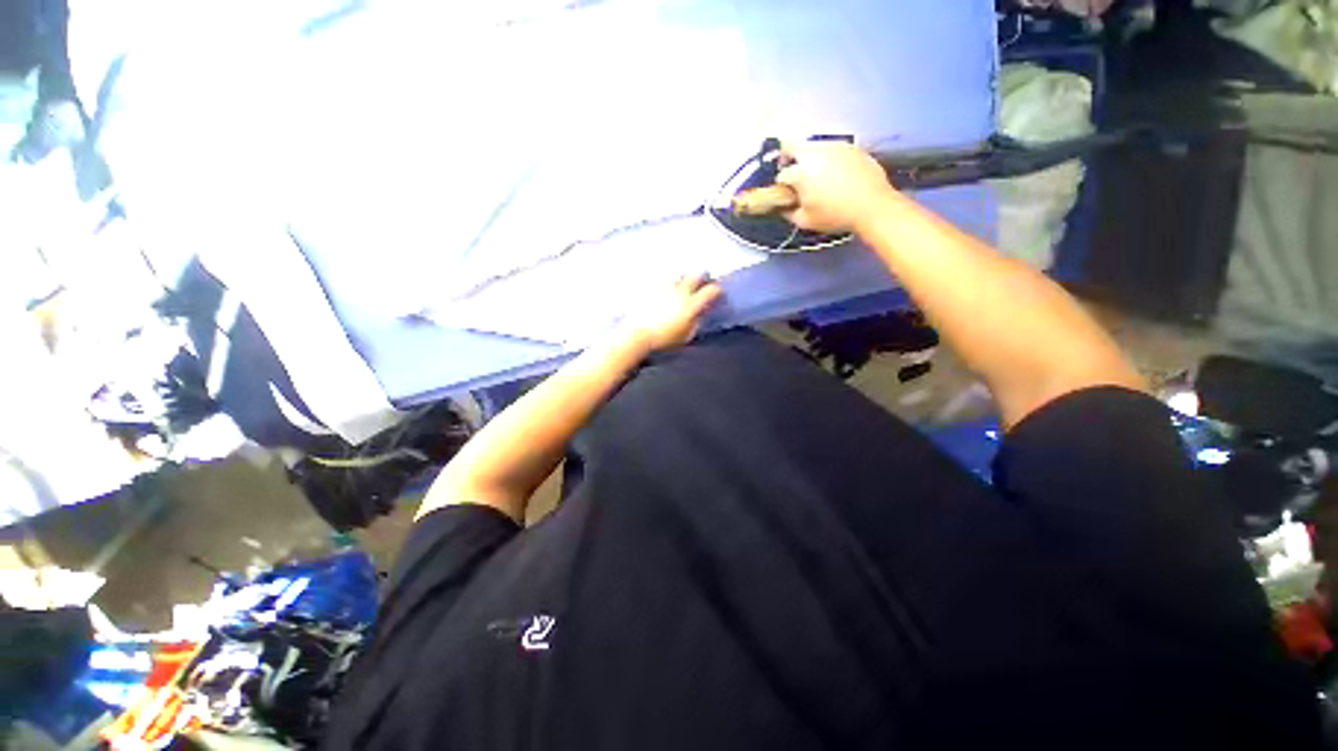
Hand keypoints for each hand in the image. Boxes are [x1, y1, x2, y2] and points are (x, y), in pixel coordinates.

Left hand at [622, 274, 723, 353]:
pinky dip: (670, 285)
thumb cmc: (663, 339)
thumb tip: (701, 313)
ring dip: (685, 280)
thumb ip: (697, 321)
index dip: (718, 290)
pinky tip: (667, 293)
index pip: (712, 290)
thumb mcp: (686, 335)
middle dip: (703, 278)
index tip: (719, 293)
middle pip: (697, 275)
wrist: (638, 334)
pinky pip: (665, 281)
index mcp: (691, 304)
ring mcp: (665, 287)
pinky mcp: (652, 287)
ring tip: (684, 289)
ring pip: (680, 276)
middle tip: (704, 285)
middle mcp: (680, 291)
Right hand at [776, 141, 899, 233]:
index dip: (781, 186)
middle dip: (787, 158)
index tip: (787, 195)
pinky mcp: (850, 146)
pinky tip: (835, 174)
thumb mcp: (805, 221)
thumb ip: (789, 213)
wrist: (872, 205)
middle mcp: (814, 152)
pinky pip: (831, 149)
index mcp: (800, 172)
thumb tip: (785, 206)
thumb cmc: (835, 215)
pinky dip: (828, 159)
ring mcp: (834, 146)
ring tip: (816, 175)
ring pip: (812, 146)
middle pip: (791, 147)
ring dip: (809, 158)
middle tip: (793, 174)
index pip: (782, 175)